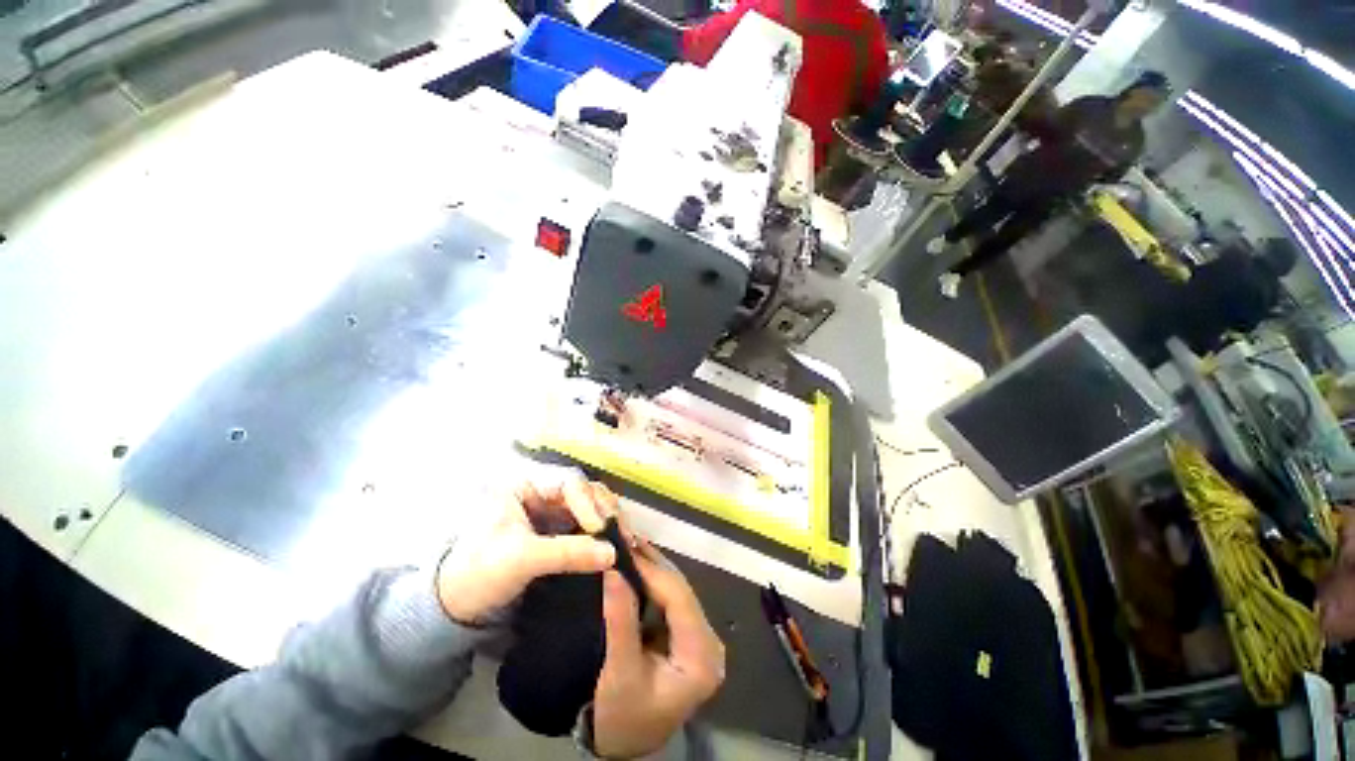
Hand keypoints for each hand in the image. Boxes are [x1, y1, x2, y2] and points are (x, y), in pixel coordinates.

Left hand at [436, 477, 618, 624]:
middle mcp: (543, 495)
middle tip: (623, 533)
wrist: (458, 610)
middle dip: (605, 510)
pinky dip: (603, 536)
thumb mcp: (521, 560)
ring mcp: (552, 514)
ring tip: (626, 540)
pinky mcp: (559, 534)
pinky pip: (587, 528)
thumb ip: (567, 553)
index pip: (568, 484)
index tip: (600, 529)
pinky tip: (617, 546)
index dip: (588, 503)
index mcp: (526, 488)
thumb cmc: (479, 574)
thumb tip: (612, 554)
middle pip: (585, 493)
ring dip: (609, 522)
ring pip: (590, 508)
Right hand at [594, 542, 725, 757]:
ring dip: (652, 566)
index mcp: (702, 658)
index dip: (653, 569)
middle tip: (626, 535)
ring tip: (629, 543)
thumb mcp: (619, 673)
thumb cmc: (623, 717)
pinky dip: (652, 579)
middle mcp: (709, 642)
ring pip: (676, 589)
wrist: (626, 744)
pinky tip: (637, 562)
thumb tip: (613, 570)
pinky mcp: (687, 634)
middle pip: (681, 590)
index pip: (679, 600)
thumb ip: (619, 620)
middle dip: (652, 562)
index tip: (626, 545)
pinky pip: (670, 598)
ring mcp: (700, 637)